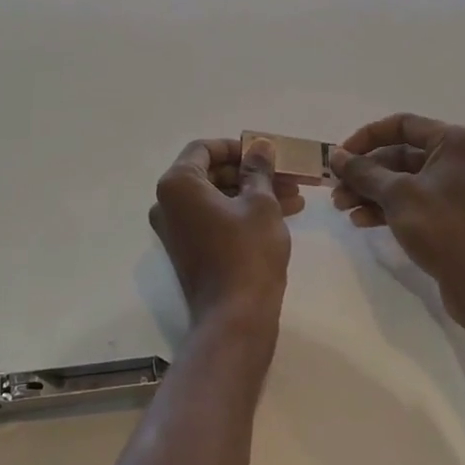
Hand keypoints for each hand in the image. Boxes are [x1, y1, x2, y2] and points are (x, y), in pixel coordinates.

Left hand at [150, 138, 301, 332]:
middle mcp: (168, 203)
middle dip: (252, 172)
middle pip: (213, 173)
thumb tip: (261, 146)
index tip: (266, 153)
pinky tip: (285, 212)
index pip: (204, 149)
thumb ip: (258, 169)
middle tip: (288, 174)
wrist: (235, 319)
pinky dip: (245, 212)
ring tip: (295, 194)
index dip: (237, 147)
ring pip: (219, 197)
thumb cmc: (247, 253)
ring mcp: (177, 229)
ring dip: (255, 192)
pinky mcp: (190, 249)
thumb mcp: (260, 204)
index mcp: (178, 184)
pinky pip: (216, 218)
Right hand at [329, 113, 464, 314]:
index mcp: (455, 142)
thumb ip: (363, 171)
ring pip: (403, 181)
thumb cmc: (444, 228)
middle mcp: (459, 159)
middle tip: (335, 189)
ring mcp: (456, 189)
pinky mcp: (452, 215)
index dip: (366, 137)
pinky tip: (361, 222)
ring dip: (370, 192)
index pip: (402, 125)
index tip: (340, 156)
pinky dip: (387, 208)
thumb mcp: (398, 195)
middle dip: (364, 173)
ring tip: (342, 208)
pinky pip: (413, 201)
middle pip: (399, 155)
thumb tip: (336, 155)